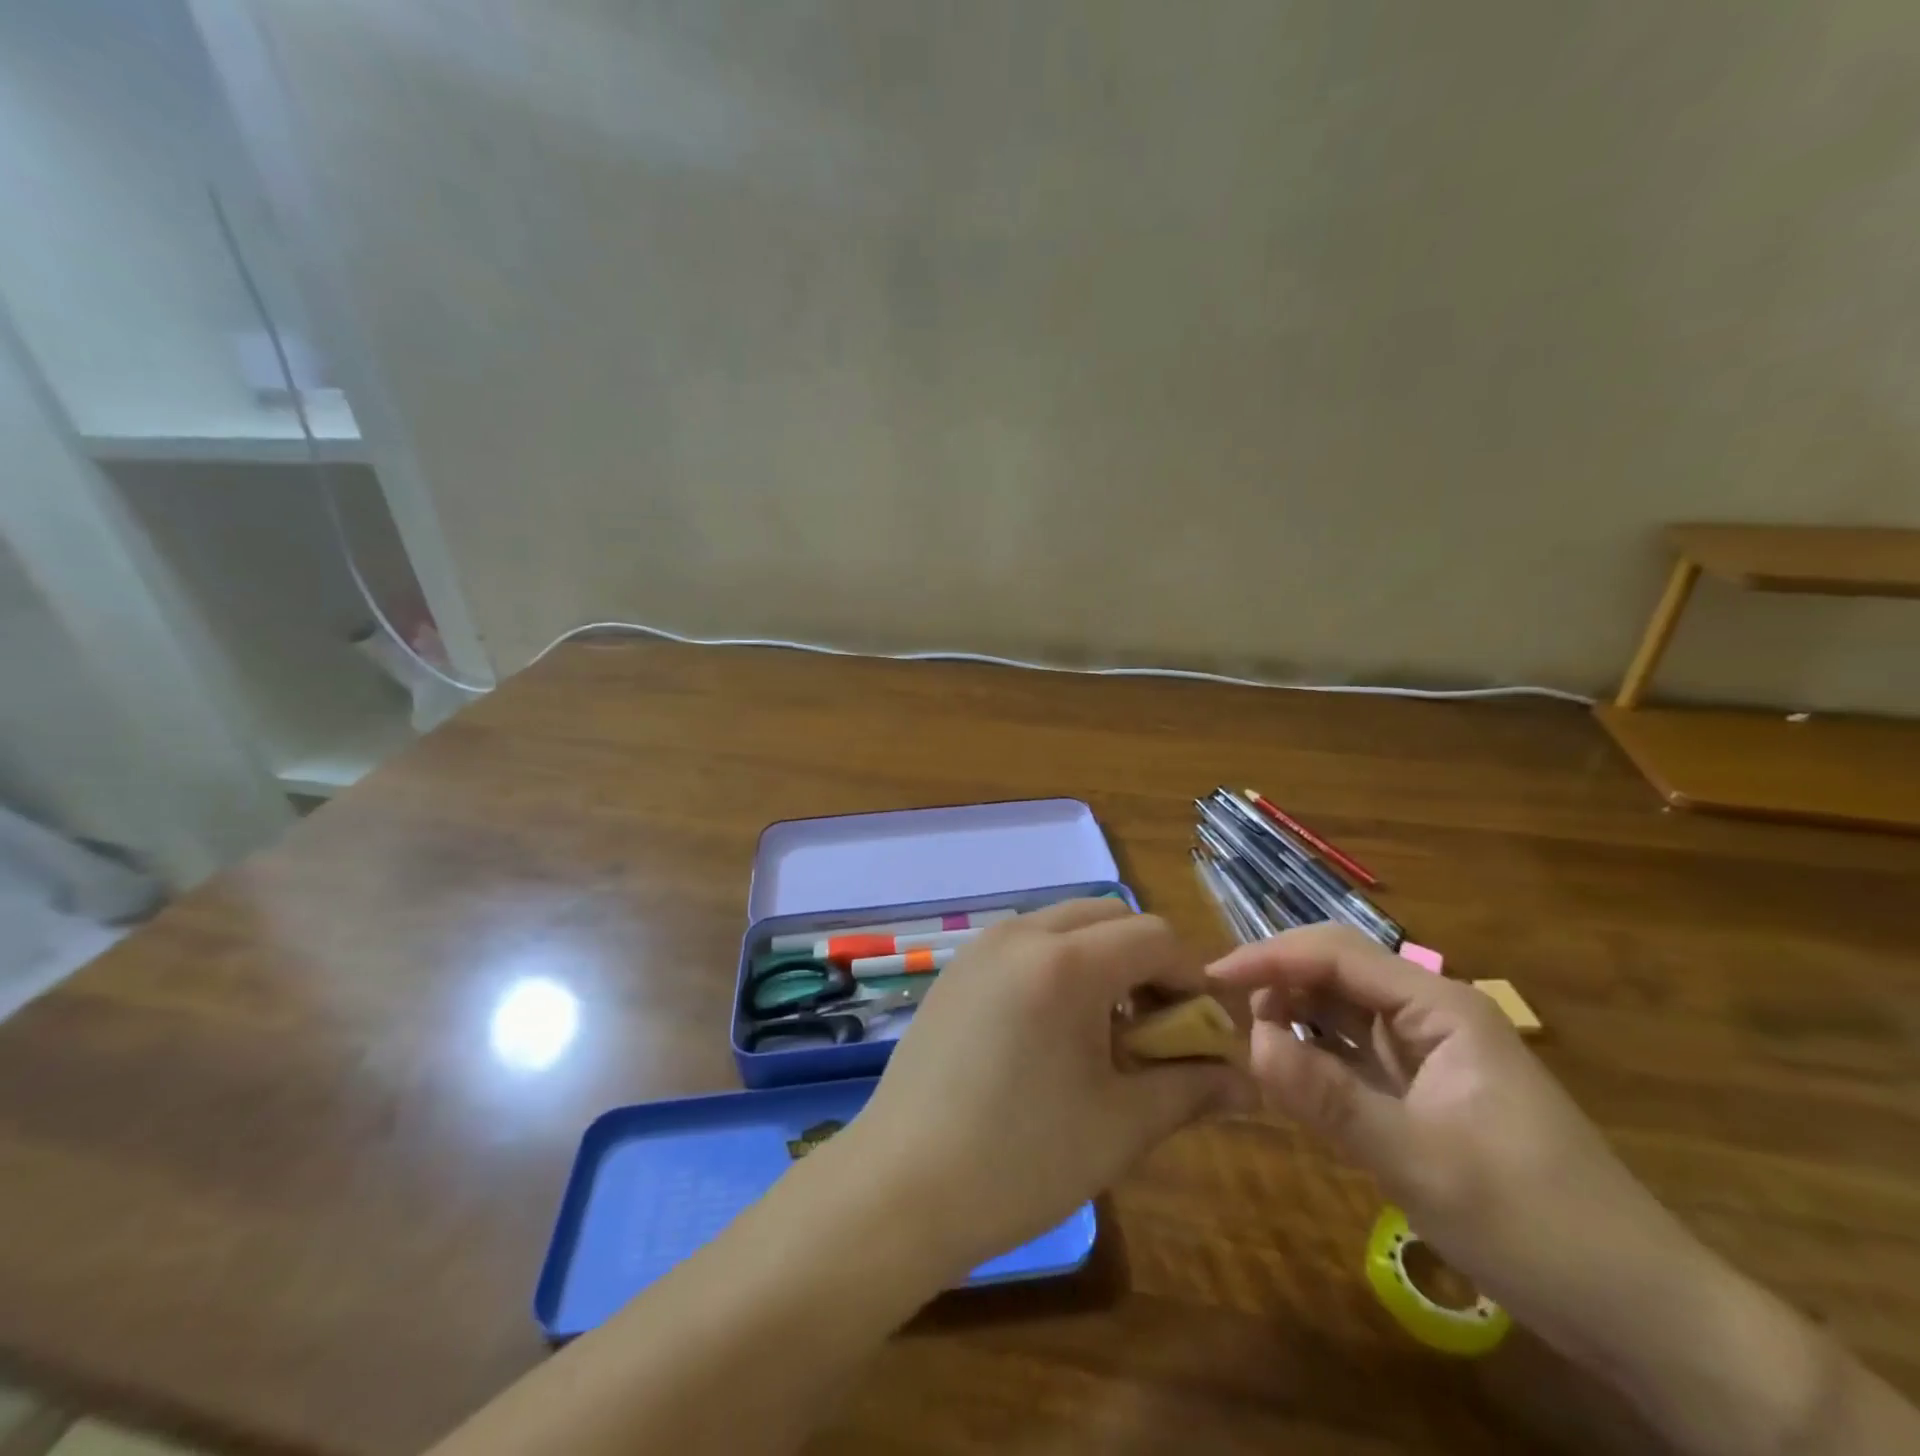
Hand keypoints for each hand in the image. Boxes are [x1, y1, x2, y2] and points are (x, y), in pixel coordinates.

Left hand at [836, 899, 1254, 1276]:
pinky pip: (1025, 943)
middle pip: (1109, 916)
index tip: (1204, 1030)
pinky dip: (1058, 965)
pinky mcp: (957, 969)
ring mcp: (981, 947)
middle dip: (1146, 961)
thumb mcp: (1121, 1125)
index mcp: (1065, 962)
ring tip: (1105, 1031)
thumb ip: (1190, 1089)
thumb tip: (1248, 1082)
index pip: (1154, 936)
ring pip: (1064, 924)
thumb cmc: (1021, 1159)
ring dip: (1101, 959)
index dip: (1192, 977)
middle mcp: (1021, 934)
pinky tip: (1052, 1030)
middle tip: (1156, 1027)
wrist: (900, 1186)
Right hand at [1211, 926, 1701, 1358]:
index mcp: (1440, 1007)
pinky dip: (1314, 1054)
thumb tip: (1250, 1042)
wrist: (1640, 1311)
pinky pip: (1353, 1053)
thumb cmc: (1535, 1224)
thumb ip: (1329, 1098)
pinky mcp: (1424, 1090)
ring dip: (1292, 1015)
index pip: (1337, 954)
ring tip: (1246, 1040)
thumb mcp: (1421, 1162)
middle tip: (1220, 1011)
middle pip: (1336, 972)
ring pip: (1341, 1010)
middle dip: (1277, 980)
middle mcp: (1431, 1015)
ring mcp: (1428, 1053)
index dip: (1269, 958)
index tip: (1210, 979)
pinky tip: (1286, 1070)